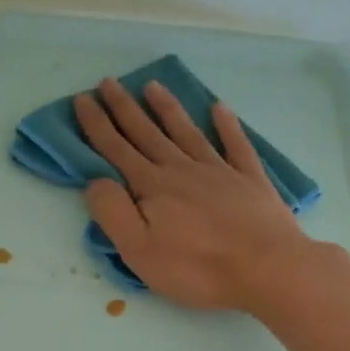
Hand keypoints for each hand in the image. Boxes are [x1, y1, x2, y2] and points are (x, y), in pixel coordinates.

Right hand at [74, 78, 310, 311]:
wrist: (266, 268)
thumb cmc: (197, 267)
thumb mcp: (140, 251)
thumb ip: (113, 213)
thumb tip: (95, 181)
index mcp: (152, 187)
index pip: (116, 150)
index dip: (97, 125)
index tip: (83, 99)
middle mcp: (182, 169)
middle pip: (148, 133)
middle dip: (125, 108)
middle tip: (109, 82)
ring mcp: (219, 171)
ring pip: (187, 132)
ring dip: (167, 109)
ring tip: (153, 85)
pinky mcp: (250, 180)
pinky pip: (236, 144)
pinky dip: (226, 125)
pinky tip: (219, 108)